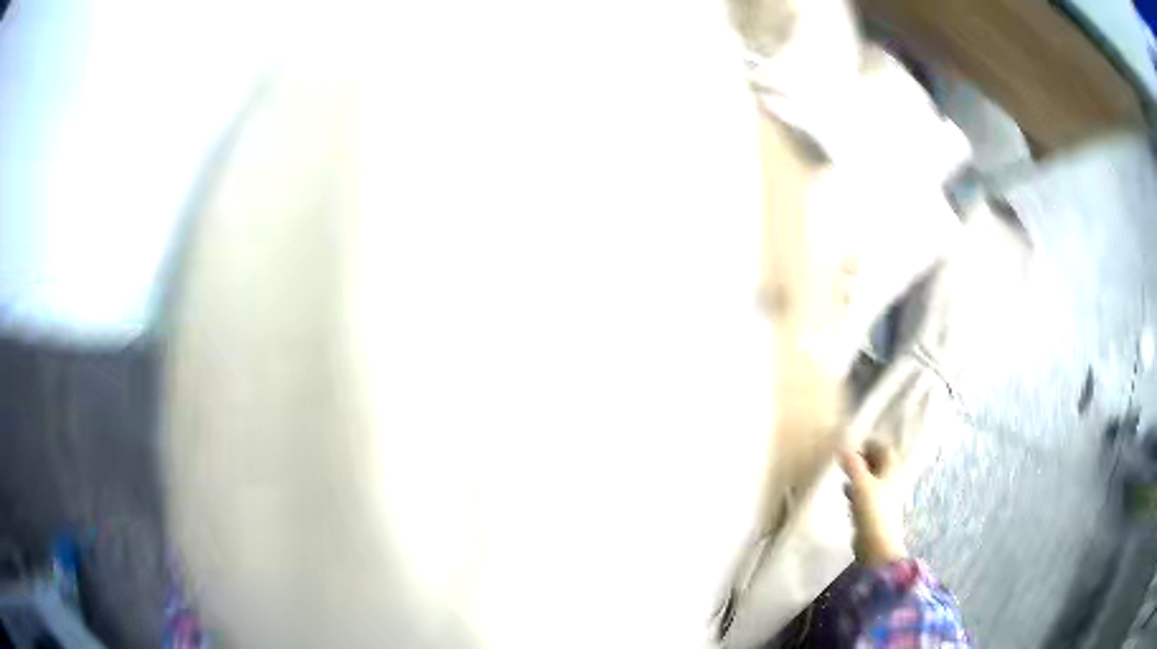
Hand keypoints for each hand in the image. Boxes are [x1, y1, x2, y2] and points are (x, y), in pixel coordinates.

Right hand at [839, 440, 907, 566]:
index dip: (871, 442)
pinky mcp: (875, 510)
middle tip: (846, 455)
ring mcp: (884, 496)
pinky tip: (845, 490)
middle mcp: (891, 480)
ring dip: (859, 472)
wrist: (876, 544)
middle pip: (879, 462)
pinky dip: (857, 488)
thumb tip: (842, 445)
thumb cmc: (873, 510)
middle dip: (864, 457)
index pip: (884, 448)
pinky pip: (866, 493)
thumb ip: (852, 465)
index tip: (854, 441)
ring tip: (842, 470)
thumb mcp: (861, 484)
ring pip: (872, 478)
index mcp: (892, 469)